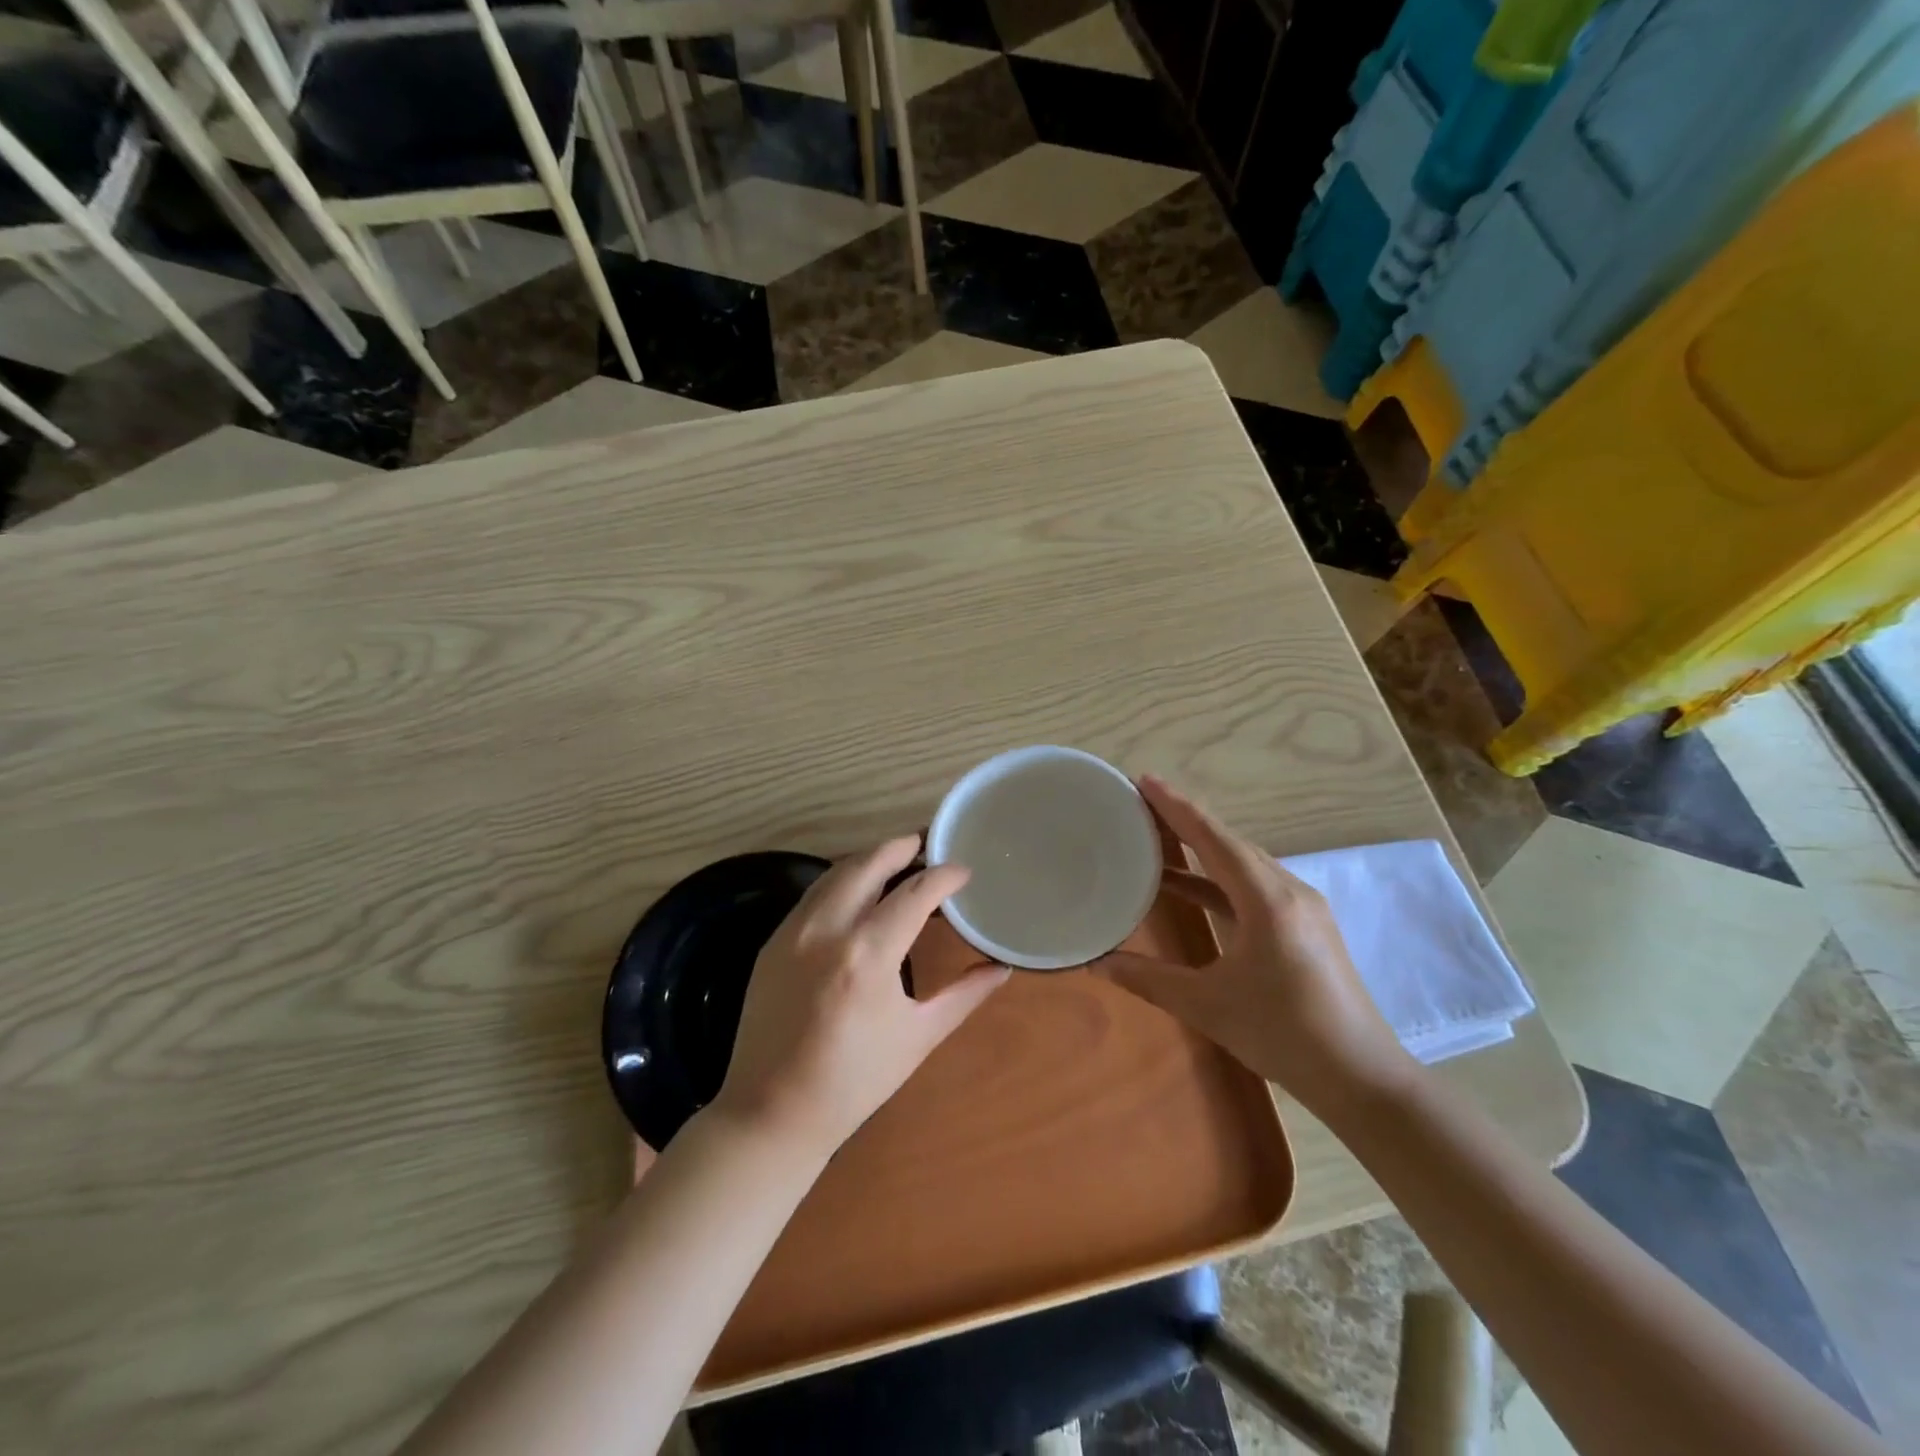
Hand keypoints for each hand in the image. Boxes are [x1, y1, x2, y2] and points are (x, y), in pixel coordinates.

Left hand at [713, 836, 1010, 1156]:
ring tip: (896, 859)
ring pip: (835, 874)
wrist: (772, 1112)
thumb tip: (1002, 968)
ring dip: (869, 859)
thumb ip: (964, 995)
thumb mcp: (918, 1037)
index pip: (915, 893)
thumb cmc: (855, 1080)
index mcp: (868, 955)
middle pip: (868, 864)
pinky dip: (840, 881)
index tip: (963, 871)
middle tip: (926, 843)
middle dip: (900, 847)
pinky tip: (857, 892)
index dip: (944, 876)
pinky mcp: (773, 942)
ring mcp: (793, 932)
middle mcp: (828, 930)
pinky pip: (813, 895)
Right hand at [1100, 776, 1414, 1113]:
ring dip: (1202, 848)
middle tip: (1141, 805)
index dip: (1176, 807)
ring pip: (1243, 862)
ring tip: (1158, 839)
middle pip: (1229, 841)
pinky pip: (1253, 885)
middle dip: (1186, 820)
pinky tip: (1189, 888)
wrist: (1360, 1077)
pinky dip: (1218, 878)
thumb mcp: (1207, 1005)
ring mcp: (1301, 907)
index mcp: (1266, 899)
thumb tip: (1097, 962)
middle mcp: (1287, 890)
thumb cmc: (1283, 1034)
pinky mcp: (1304, 925)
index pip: (1213, 838)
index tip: (1144, 780)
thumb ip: (1149, 979)